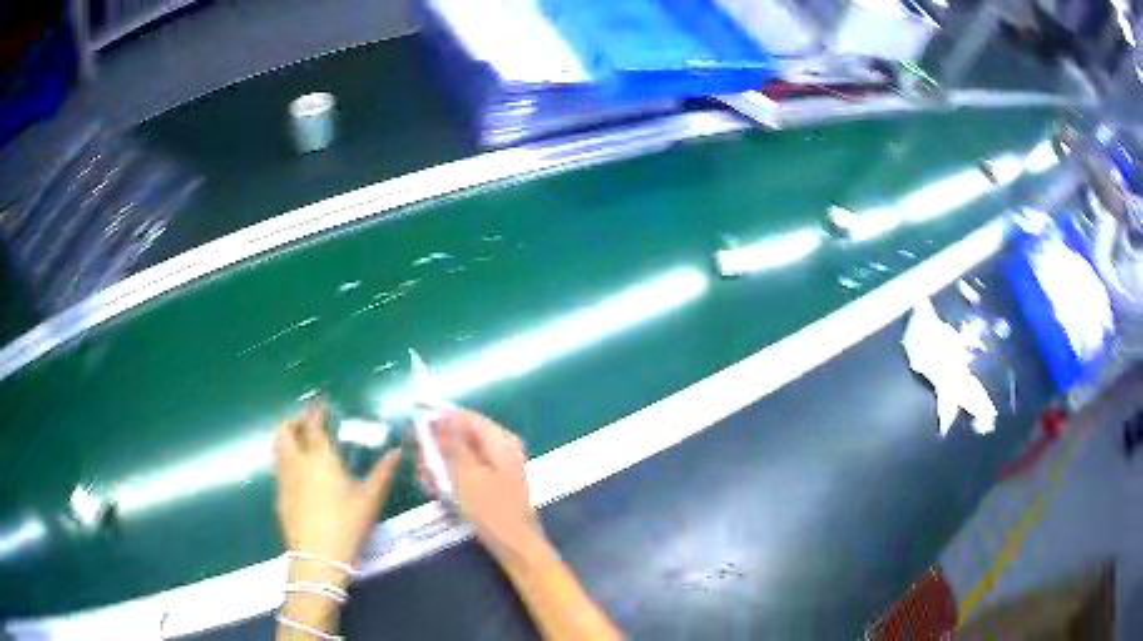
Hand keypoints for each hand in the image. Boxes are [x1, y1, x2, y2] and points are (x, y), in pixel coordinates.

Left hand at [274, 404, 400, 568]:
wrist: (318, 558)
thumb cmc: (347, 526)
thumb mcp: (370, 501)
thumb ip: (382, 473)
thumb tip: (396, 451)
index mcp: (320, 459)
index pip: (313, 425)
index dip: (316, 412)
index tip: (321, 405)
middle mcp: (297, 463)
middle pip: (285, 431)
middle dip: (293, 422)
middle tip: (307, 425)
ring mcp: (285, 480)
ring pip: (278, 449)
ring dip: (287, 440)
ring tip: (302, 447)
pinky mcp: (280, 498)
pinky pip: (279, 470)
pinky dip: (287, 462)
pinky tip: (300, 478)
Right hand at [418, 409, 543, 563]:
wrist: (515, 547)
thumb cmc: (492, 510)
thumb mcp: (466, 475)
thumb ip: (451, 443)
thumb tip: (439, 414)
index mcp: (500, 441)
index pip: (465, 417)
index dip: (439, 419)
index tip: (415, 429)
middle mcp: (501, 449)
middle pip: (462, 437)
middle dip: (437, 449)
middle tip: (421, 466)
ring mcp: (497, 467)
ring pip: (461, 457)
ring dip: (440, 466)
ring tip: (427, 482)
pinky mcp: (492, 485)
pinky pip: (467, 473)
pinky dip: (451, 479)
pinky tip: (437, 491)